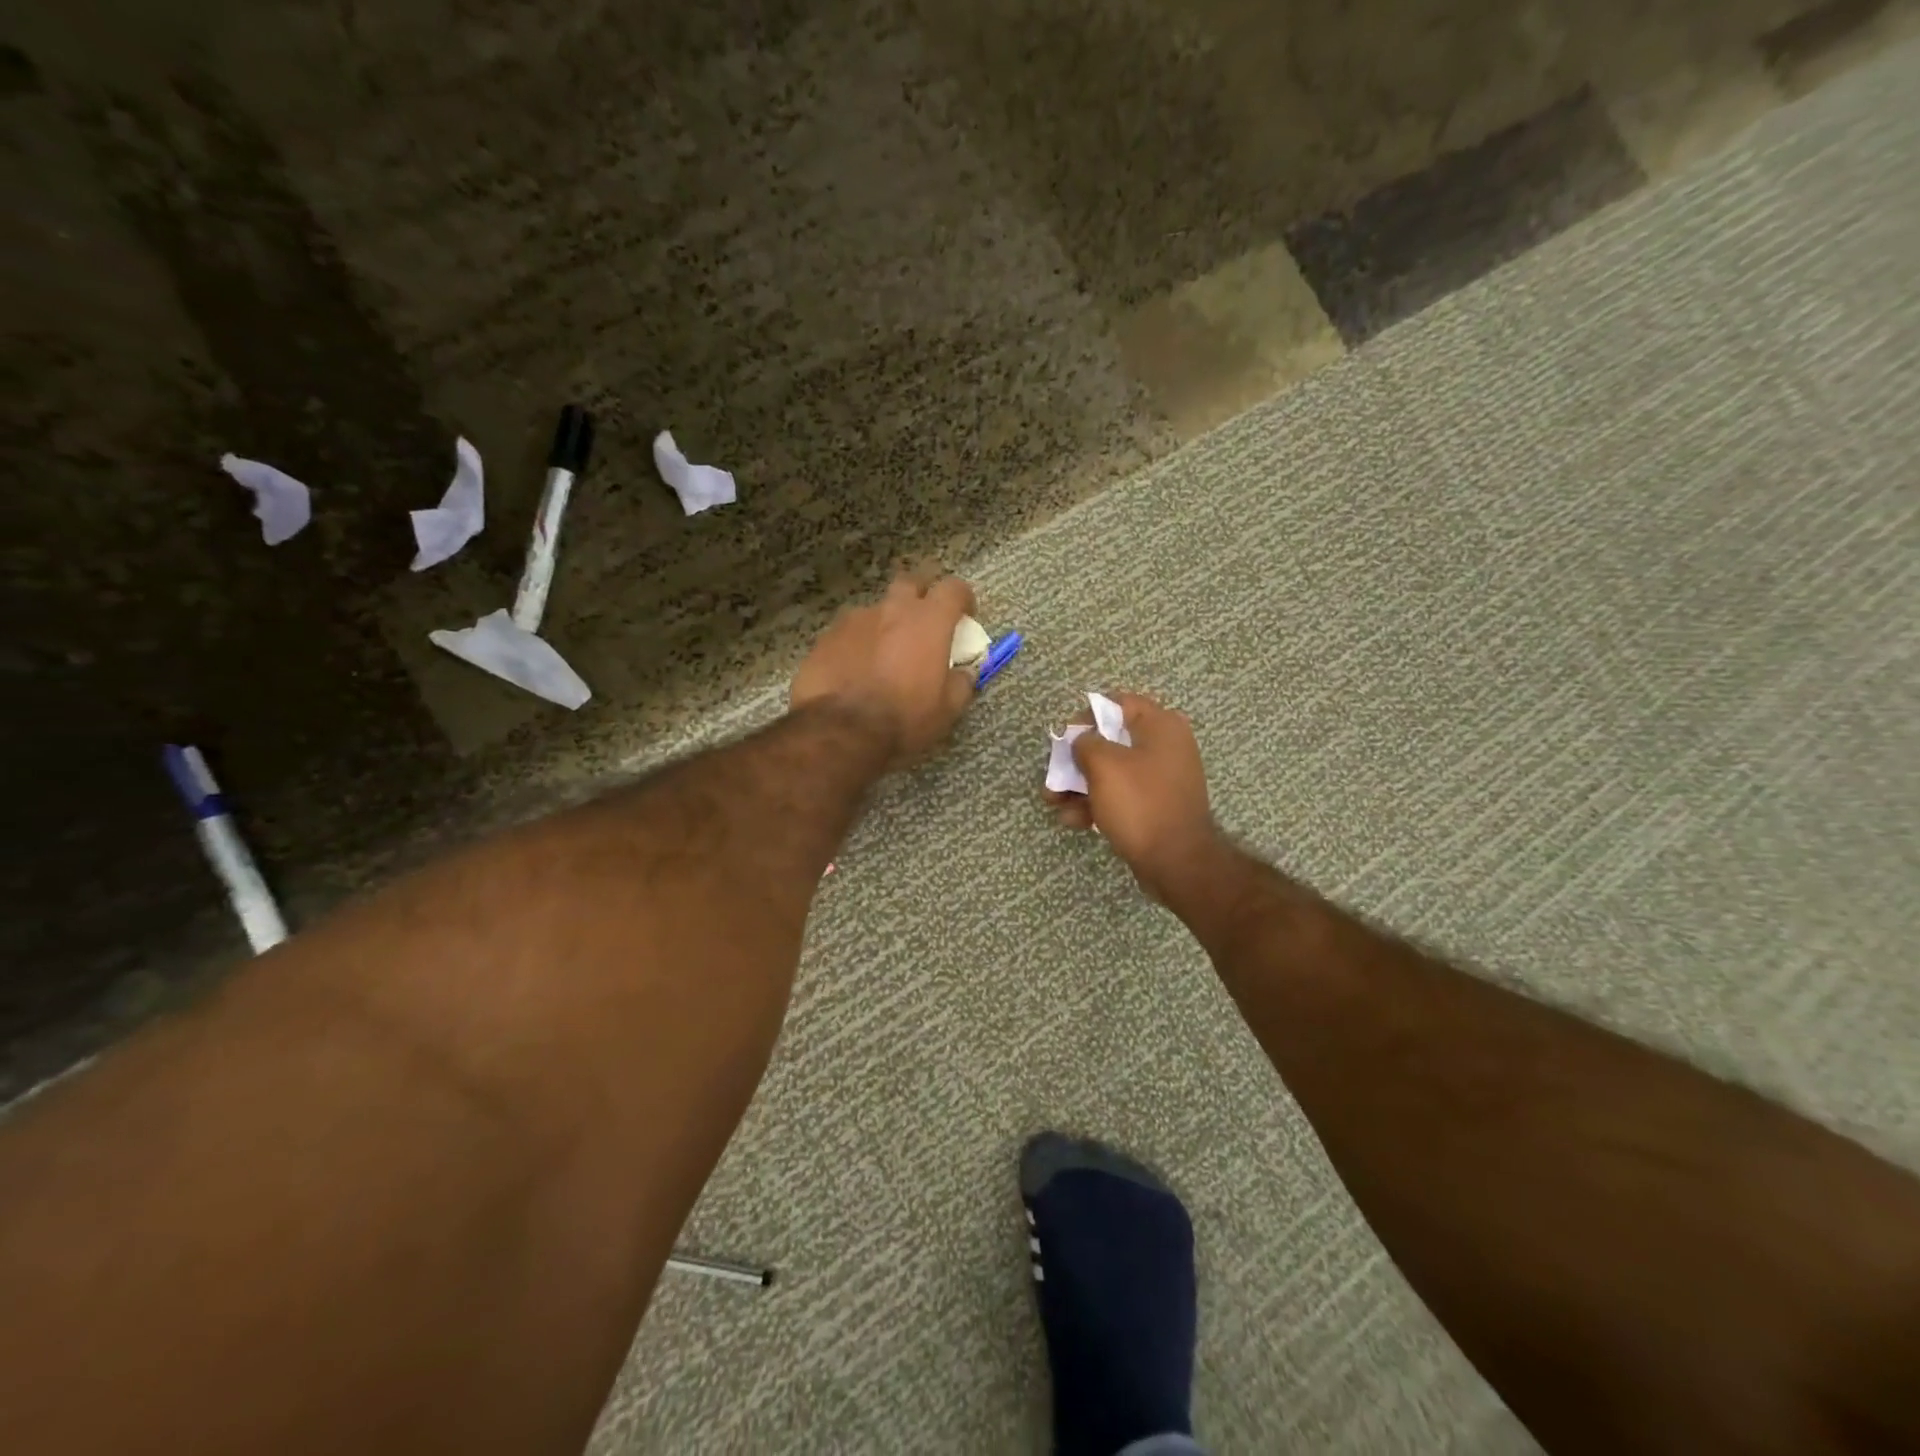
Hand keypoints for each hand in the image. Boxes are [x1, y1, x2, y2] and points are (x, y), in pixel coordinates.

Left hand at [790, 574, 977, 766]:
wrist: (841, 732)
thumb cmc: (904, 718)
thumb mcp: (946, 710)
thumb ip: (961, 683)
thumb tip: (965, 672)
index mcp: (928, 621)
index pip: (953, 588)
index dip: (962, 598)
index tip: (965, 616)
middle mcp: (891, 610)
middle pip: (910, 583)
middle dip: (920, 596)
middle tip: (923, 623)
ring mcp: (854, 620)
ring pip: (875, 610)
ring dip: (885, 624)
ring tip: (883, 655)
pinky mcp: (825, 637)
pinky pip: (848, 632)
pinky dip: (857, 644)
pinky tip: (854, 670)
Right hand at [1044, 692, 1220, 901]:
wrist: (1177, 861)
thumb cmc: (1140, 803)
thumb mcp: (1104, 765)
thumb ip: (1085, 743)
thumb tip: (1081, 741)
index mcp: (1160, 726)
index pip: (1118, 703)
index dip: (1087, 716)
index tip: (1065, 737)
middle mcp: (1165, 747)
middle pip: (1111, 741)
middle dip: (1076, 759)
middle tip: (1054, 773)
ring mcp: (1162, 779)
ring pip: (1112, 772)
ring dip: (1080, 784)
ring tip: (1053, 802)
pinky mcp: (1156, 806)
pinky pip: (1121, 796)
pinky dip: (1097, 803)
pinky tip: (1072, 820)